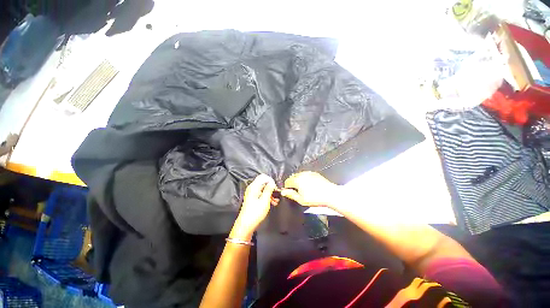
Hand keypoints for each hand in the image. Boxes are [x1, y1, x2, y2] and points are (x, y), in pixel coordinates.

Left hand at [230, 174, 276, 240]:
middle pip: (263, 182)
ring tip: (276, 201)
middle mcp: (252, 188)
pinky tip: (272, 203)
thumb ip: (269, 190)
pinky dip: (267, 196)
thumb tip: (272, 182)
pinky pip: (261, 194)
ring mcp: (252, 193)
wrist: (246, 225)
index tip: (275, 188)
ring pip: (263, 188)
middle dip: (271, 187)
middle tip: (277, 194)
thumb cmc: (255, 213)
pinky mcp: (253, 198)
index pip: (263, 177)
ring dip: (270, 193)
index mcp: (254, 187)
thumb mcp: (265, 201)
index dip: (270, 180)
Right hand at [281, 172, 340, 208]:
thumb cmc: (315, 198)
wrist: (330, 194)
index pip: (287, 181)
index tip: (290, 192)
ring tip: (303, 188)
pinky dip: (305, 178)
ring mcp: (308, 173)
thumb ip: (291, 194)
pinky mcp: (314, 173)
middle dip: (292, 183)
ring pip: (299, 175)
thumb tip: (283, 192)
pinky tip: (309, 185)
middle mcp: (302, 174)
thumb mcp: (301, 199)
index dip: (287, 187)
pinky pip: (306, 174)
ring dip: (298, 180)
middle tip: (297, 191)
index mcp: (297, 180)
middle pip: (292, 177)